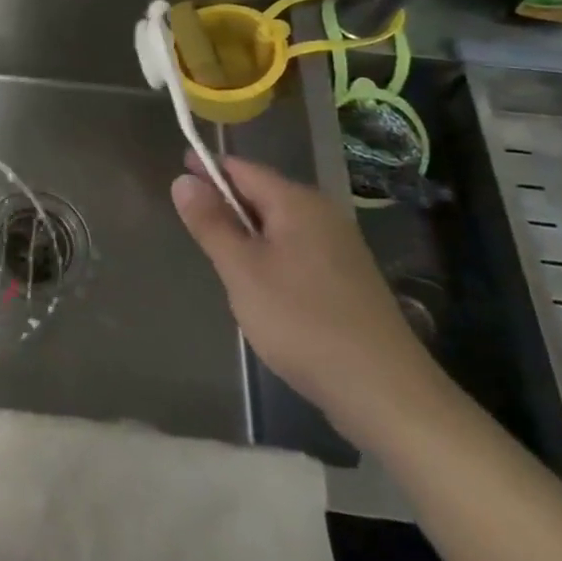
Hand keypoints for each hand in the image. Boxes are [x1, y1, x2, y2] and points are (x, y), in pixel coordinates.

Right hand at [172, 154, 450, 446]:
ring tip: (220, 259)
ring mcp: (341, 248)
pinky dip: (271, 257)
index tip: (177, 172)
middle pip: (263, 195)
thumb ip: (211, 223)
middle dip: (226, 204)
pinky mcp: (349, 280)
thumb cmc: (301, 321)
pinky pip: (297, 251)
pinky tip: (261, 289)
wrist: (384, 391)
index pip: (242, 169)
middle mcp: (322, 215)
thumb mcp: (241, 270)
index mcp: (296, 203)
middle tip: (192, 224)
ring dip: (248, 234)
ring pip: (279, 226)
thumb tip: (183, 180)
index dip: (208, 169)